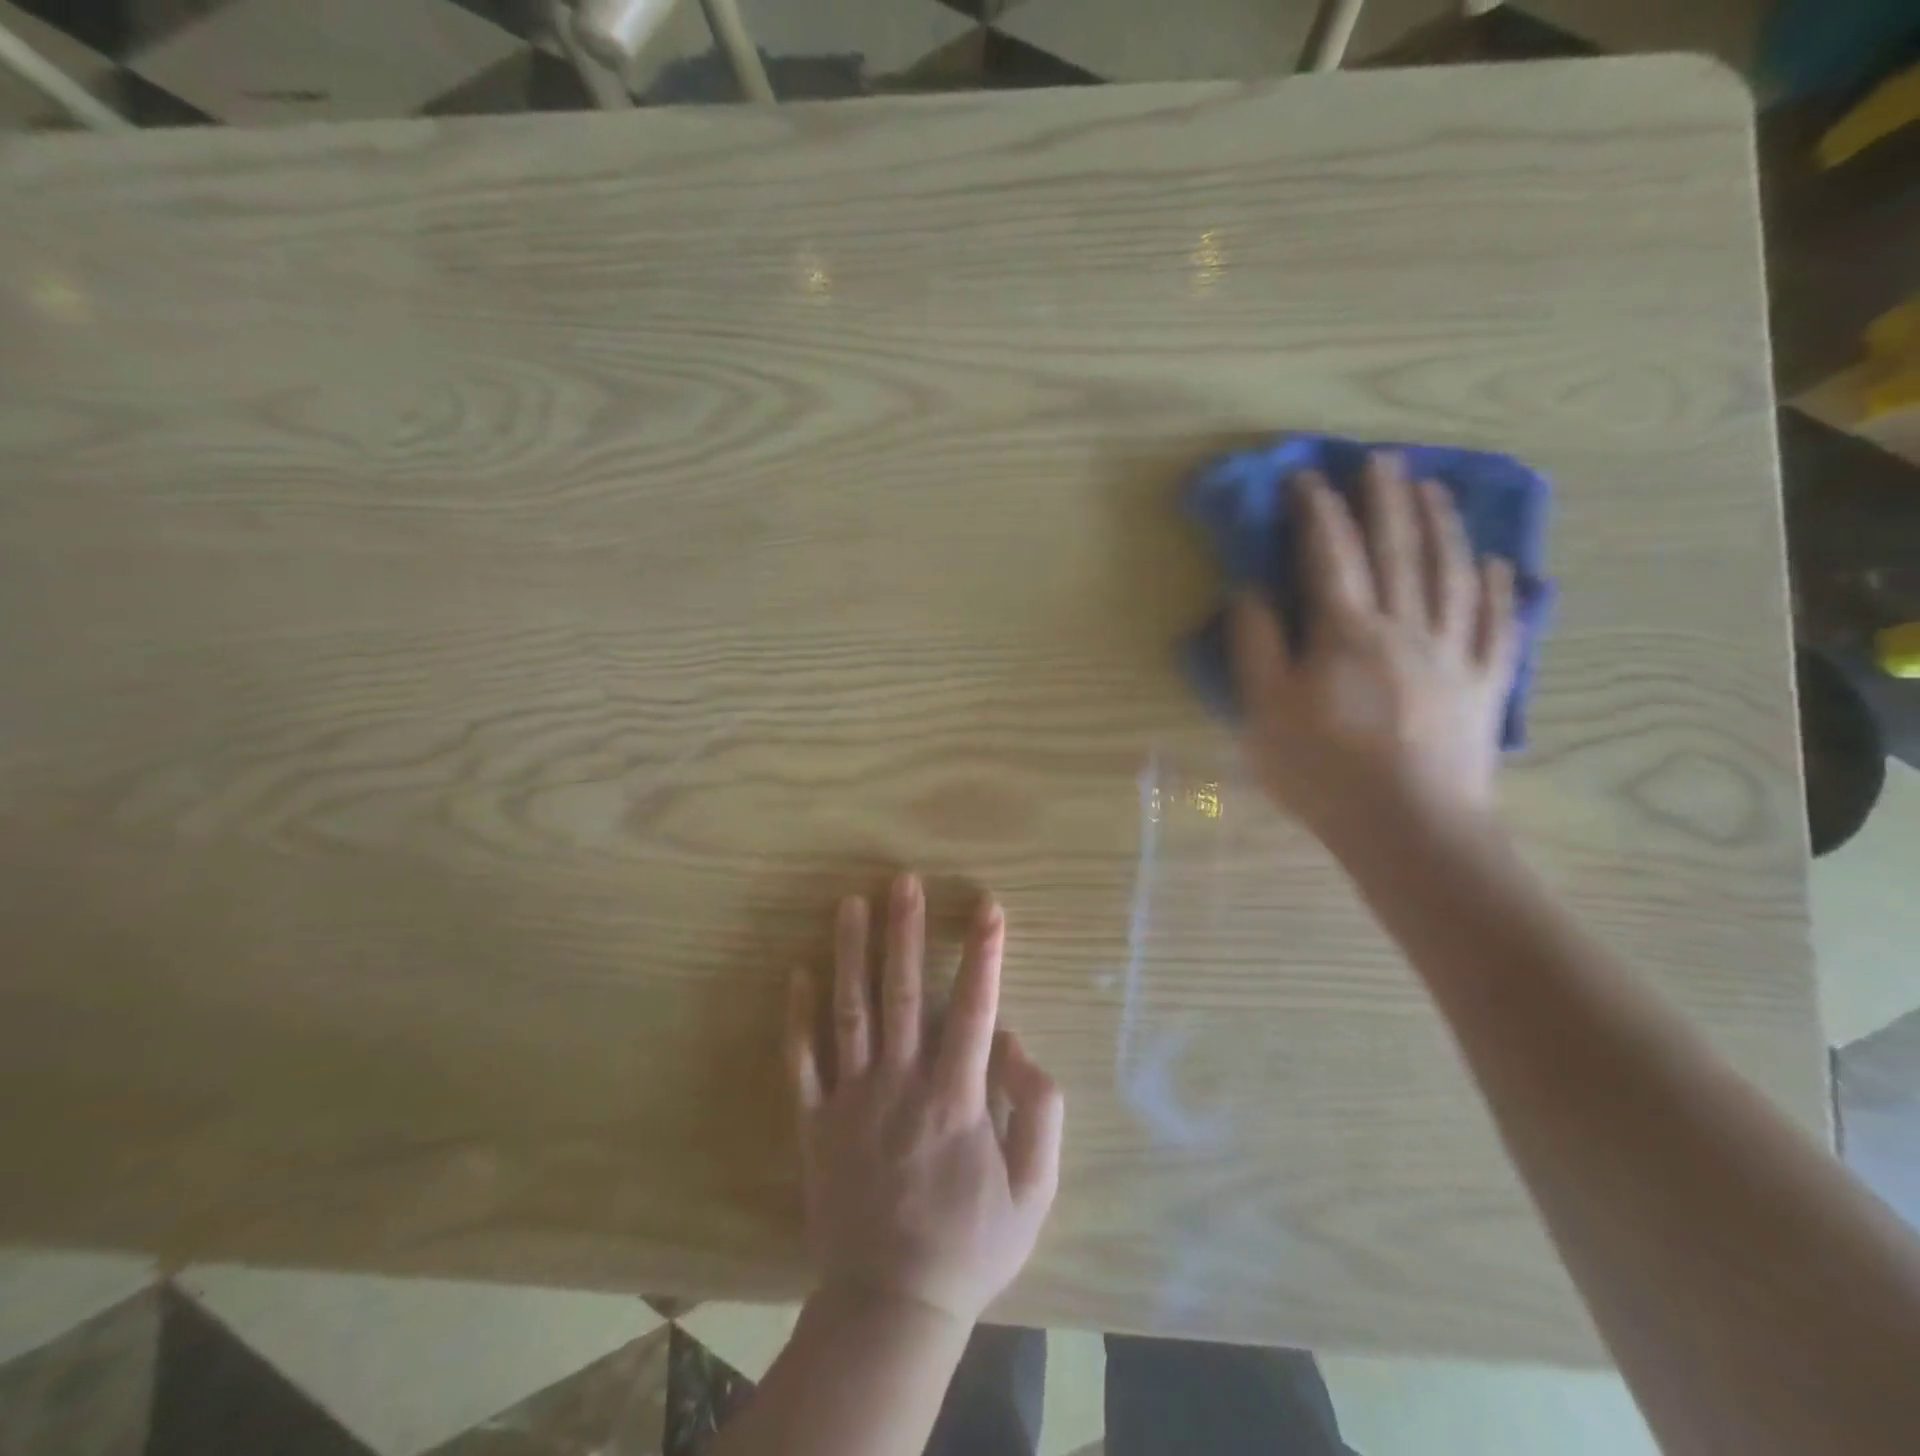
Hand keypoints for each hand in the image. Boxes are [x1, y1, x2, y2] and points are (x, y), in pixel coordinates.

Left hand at [786, 874, 1064, 1327]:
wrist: (891, 1307)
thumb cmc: (969, 1245)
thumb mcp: (1033, 1192)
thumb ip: (1038, 1112)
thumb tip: (1014, 1043)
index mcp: (955, 1098)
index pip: (974, 1008)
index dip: (983, 954)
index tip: (987, 906)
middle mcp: (900, 1084)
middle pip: (902, 993)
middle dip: (905, 932)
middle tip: (903, 880)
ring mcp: (852, 1100)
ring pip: (850, 1013)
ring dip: (850, 954)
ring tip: (851, 903)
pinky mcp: (816, 1122)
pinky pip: (803, 1062)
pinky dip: (799, 1017)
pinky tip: (799, 973)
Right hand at [1231, 451, 1518, 850]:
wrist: (1410, 829)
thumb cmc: (1324, 772)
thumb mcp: (1264, 712)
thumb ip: (1256, 645)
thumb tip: (1251, 591)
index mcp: (1346, 632)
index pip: (1330, 554)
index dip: (1317, 510)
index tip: (1306, 476)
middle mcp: (1405, 626)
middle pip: (1397, 549)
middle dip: (1386, 499)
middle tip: (1383, 458)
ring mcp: (1452, 653)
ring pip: (1451, 573)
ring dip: (1441, 525)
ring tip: (1435, 489)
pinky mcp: (1482, 684)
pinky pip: (1496, 624)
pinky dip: (1499, 589)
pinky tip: (1499, 565)